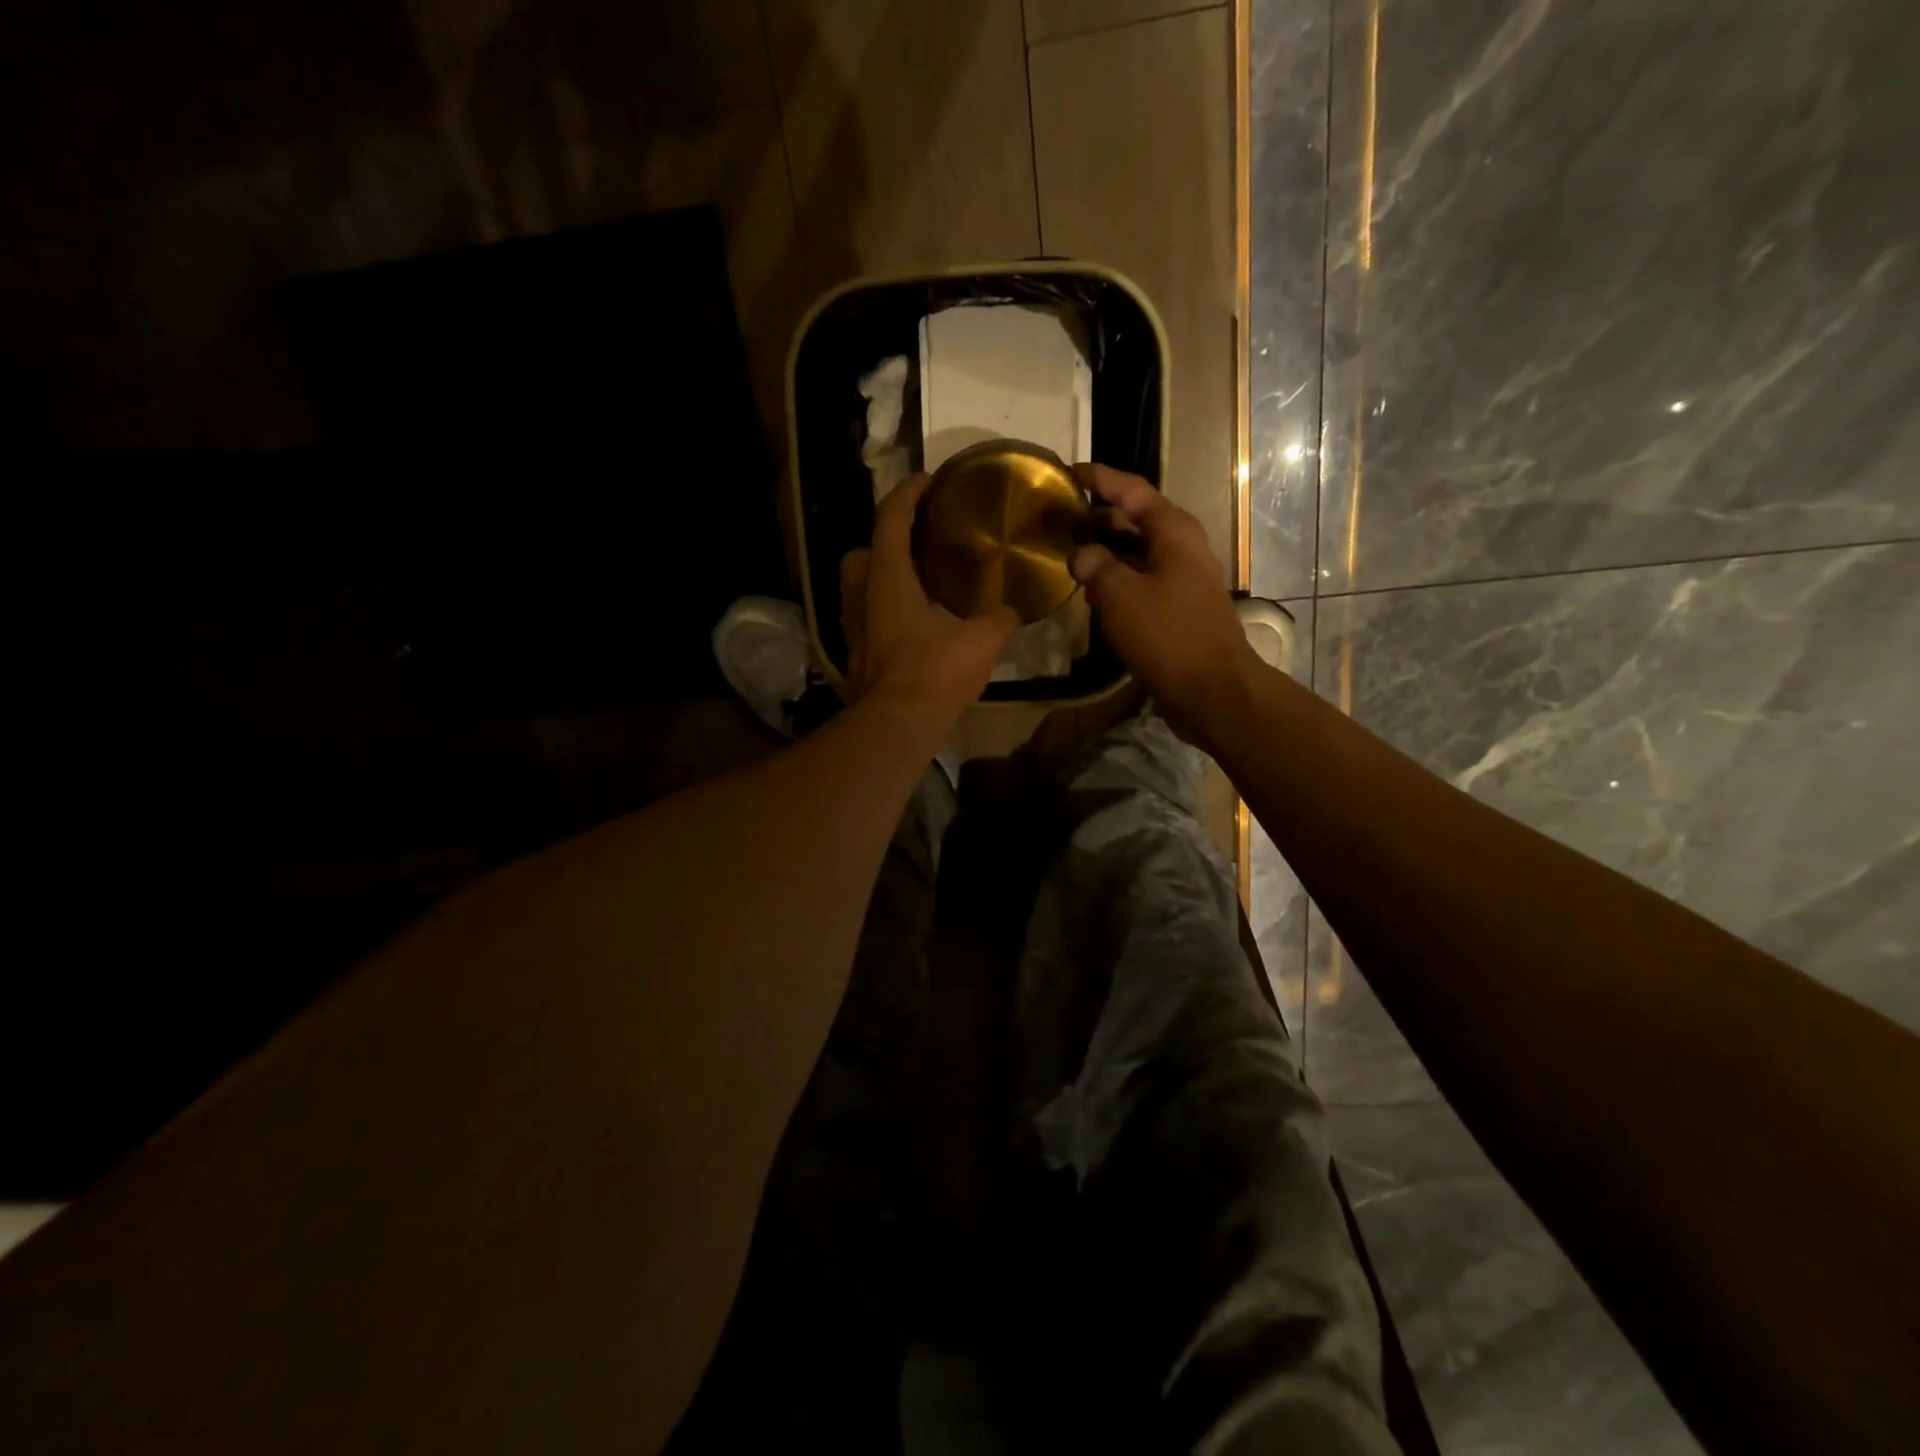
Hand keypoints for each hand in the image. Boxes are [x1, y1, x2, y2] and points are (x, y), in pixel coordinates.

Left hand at [839, 473, 1019, 728]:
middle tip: (918, 546)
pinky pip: (867, 618)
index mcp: (888, 577)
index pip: (890, 519)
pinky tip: (913, 625)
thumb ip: (1001, 618)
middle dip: (885, 541)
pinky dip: (884, 612)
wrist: (895, 725)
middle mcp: (863, 594)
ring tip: (918, 585)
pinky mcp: (856, 653)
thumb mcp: (981, 641)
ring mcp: (854, 626)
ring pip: (860, 587)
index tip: (927, 480)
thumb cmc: (933, 673)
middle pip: (862, 552)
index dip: (907, 493)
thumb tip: (1014, 611)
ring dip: (882, 578)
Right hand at [1069, 464, 1258, 743]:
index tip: (1070, 472)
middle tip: (1061, 518)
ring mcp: (1183, 578)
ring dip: (1106, 551)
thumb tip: (1080, 554)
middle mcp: (1182, 547)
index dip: (1100, 478)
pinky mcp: (1179, 607)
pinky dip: (1117, 579)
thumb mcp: (1120, 594)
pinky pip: (1143, 580)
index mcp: (1173, 531)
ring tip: (1069, 553)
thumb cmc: (1166, 634)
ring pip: (1138, 552)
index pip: (1132, 490)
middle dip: (1098, 517)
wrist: (1211, 688)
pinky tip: (1093, 592)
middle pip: (1136, 520)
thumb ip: (1095, 565)